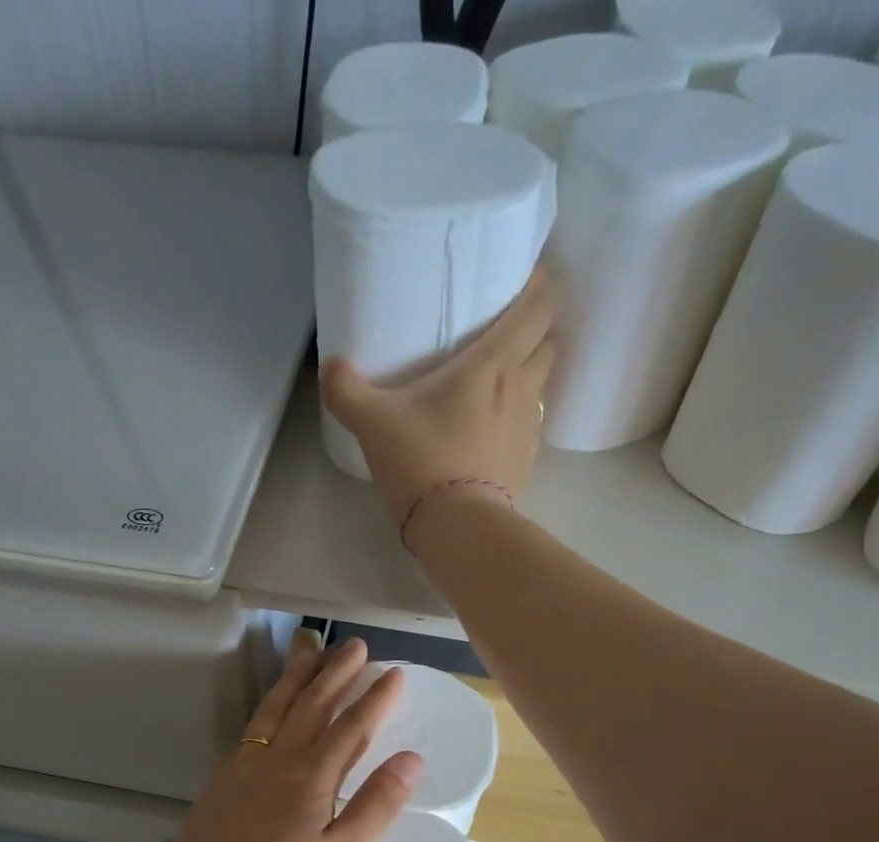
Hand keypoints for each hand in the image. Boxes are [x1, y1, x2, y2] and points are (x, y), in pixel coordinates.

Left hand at [156, 633, 420, 841]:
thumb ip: (375, 805)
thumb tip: (412, 758)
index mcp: (311, 777)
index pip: (351, 728)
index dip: (375, 699)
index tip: (393, 673)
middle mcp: (276, 762)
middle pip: (311, 707)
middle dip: (335, 674)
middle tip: (354, 645)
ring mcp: (242, 771)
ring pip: (274, 711)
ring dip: (296, 680)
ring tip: (308, 652)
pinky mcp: (219, 787)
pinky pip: (249, 732)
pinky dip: (266, 710)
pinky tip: (267, 715)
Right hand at [319, 269, 556, 533]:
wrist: (456, 526)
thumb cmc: (421, 461)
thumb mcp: (373, 423)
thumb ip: (346, 391)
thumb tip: (329, 368)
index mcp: (492, 363)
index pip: (538, 306)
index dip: (538, 285)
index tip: (523, 278)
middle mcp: (521, 387)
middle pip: (549, 340)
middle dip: (536, 327)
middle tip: (506, 327)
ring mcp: (529, 427)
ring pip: (544, 381)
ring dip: (530, 370)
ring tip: (499, 376)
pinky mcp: (526, 461)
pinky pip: (531, 422)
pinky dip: (520, 413)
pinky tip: (494, 425)